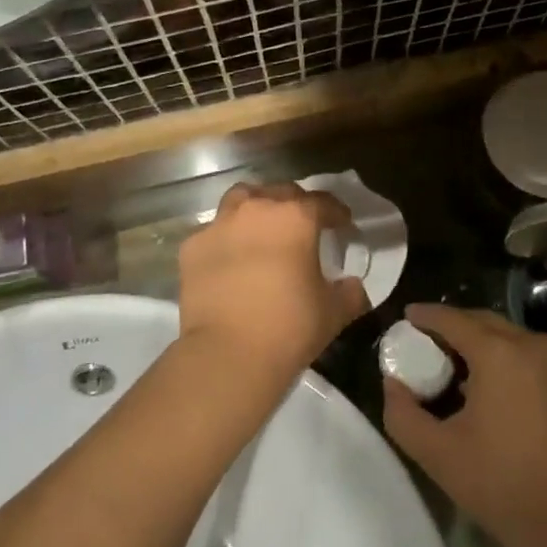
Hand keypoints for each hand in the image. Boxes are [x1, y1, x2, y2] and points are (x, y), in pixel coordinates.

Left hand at [177, 182, 370, 383]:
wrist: (228, 354)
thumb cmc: (289, 327)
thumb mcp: (333, 312)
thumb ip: (349, 293)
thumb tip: (353, 286)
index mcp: (296, 217)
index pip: (323, 202)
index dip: (336, 212)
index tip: (343, 225)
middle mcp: (257, 209)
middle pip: (281, 192)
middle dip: (295, 205)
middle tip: (302, 227)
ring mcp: (220, 224)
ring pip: (242, 199)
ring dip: (256, 207)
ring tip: (262, 229)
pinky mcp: (193, 247)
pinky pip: (214, 232)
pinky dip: (226, 239)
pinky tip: (230, 260)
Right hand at [382, 305, 546, 546]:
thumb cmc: (502, 487)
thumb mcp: (437, 454)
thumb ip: (402, 413)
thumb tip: (393, 383)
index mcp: (498, 352)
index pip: (453, 319)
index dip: (427, 316)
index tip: (409, 317)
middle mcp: (536, 344)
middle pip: (488, 323)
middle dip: (460, 328)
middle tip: (437, 346)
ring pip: (520, 342)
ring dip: (494, 349)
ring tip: (475, 375)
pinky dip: (525, 369)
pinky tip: (516, 399)